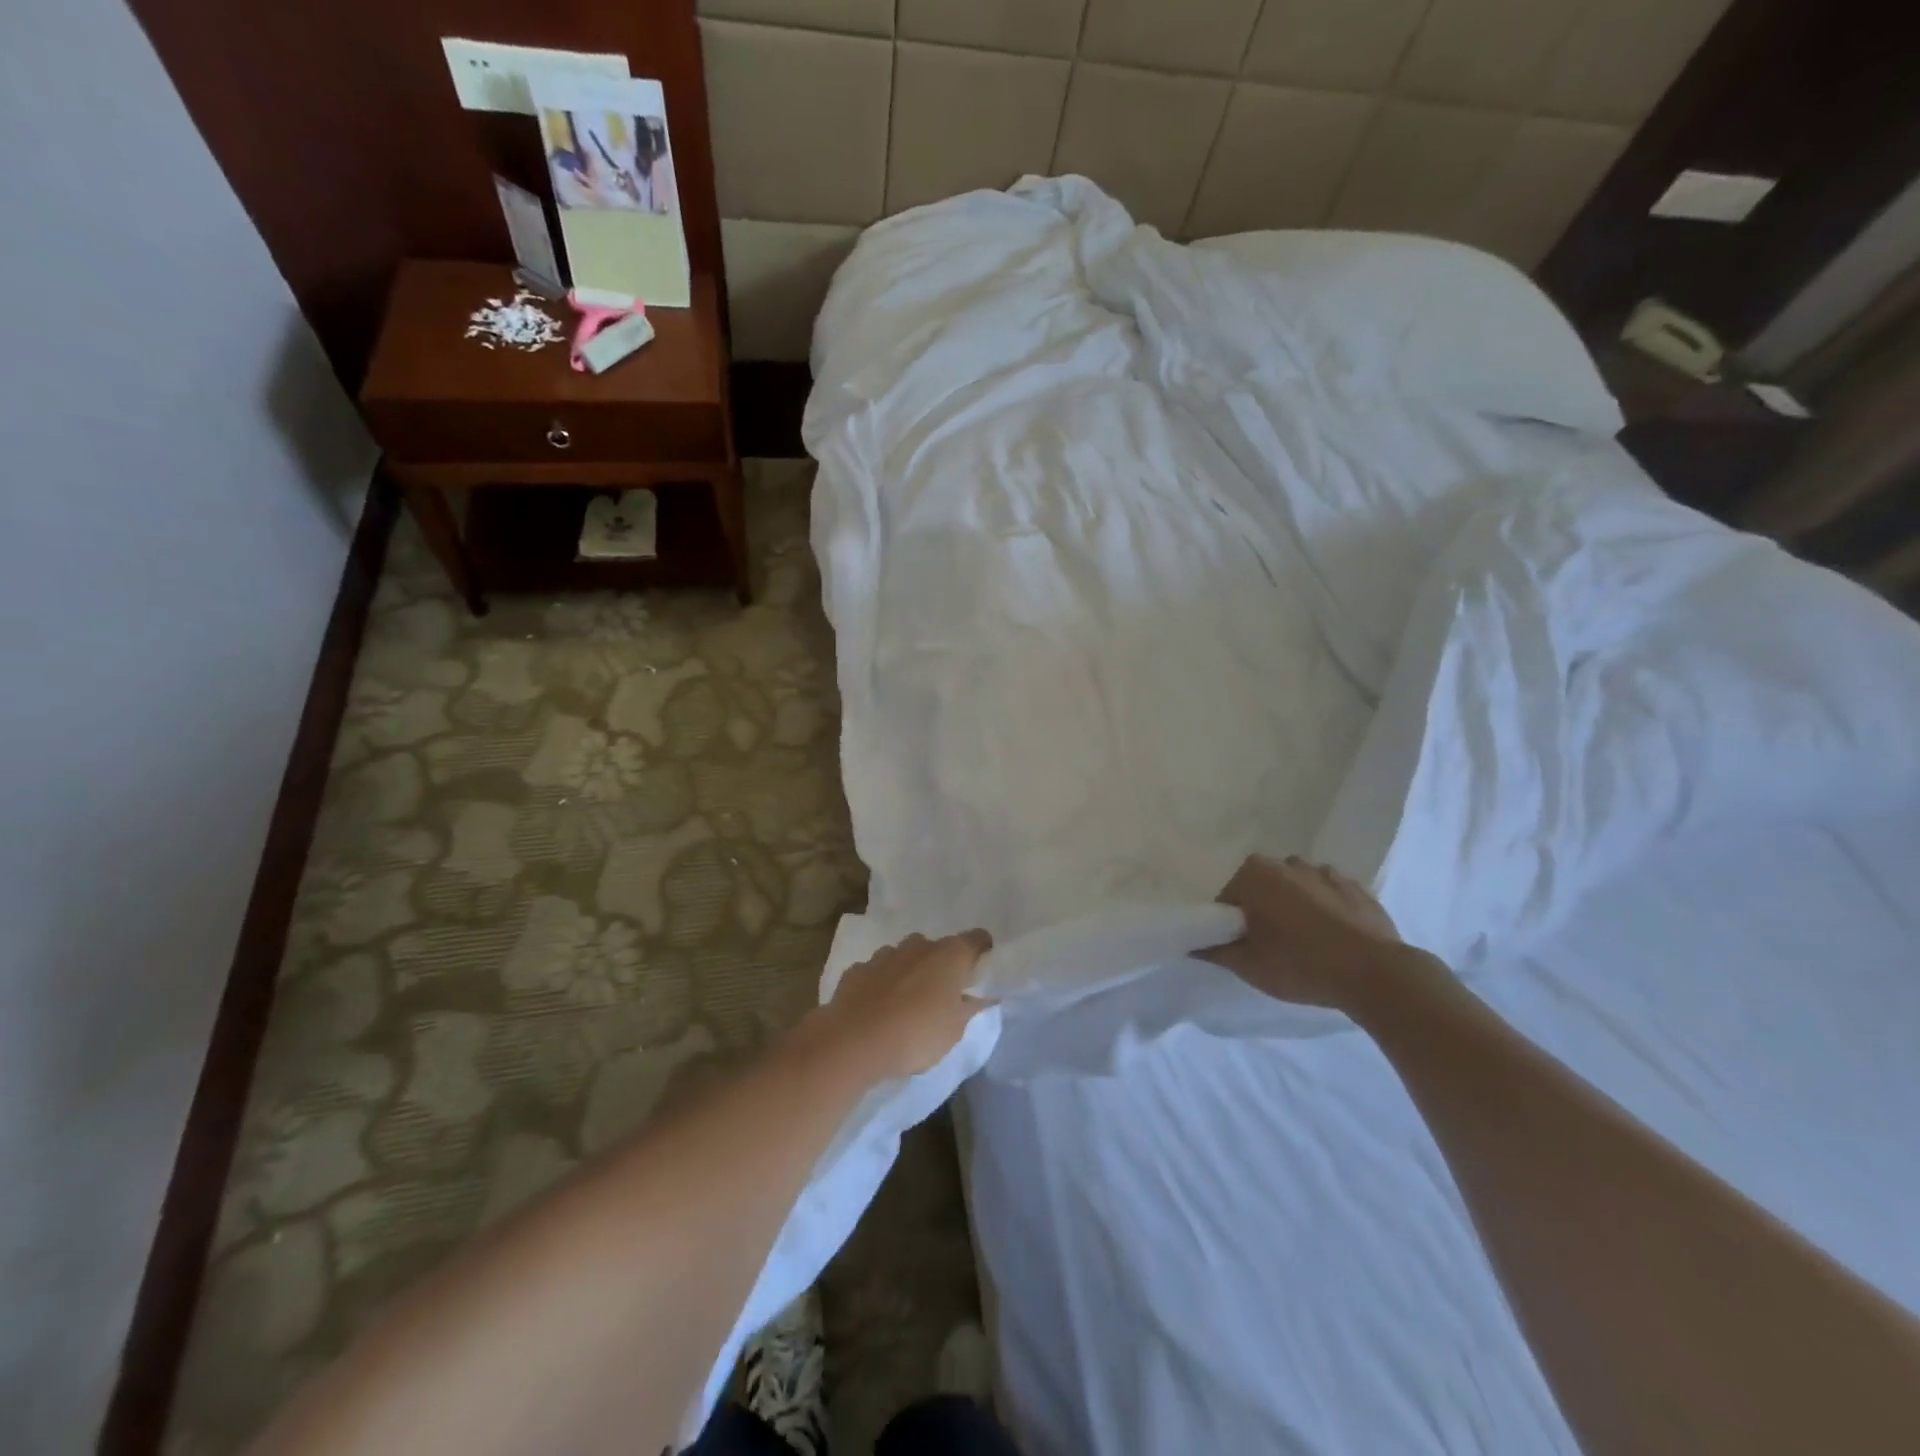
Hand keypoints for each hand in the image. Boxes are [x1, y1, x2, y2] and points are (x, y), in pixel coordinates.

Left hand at [810, 931, 993, 1080]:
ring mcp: (884, 955)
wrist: (854, 1042)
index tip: (982, 967)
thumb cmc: (916, 1034)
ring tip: (907, 1004)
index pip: (976, 939)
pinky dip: (882, 984)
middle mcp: (918, 946)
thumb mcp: (954, 1030)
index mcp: (949, 955)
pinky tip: (877, 1009)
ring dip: (909, 973)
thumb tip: (981, 997)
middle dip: (940, 966)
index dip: (981, 950)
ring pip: (904, 957)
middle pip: (937, 948)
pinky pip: (877, 972)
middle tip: (942, 995)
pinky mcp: (857, 969)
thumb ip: (969, 1009)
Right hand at [1203, 855, 1408, 1010]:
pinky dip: (1325, 908)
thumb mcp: (1247, 965)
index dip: (1228, 921)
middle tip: (1267, 944)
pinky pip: (1329, 894)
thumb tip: (1190, 943)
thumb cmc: (1299, 964)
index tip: (1237, 944)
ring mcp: (1325, 872)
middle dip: (1260, 908)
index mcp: (1253, 873)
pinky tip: (1331, 935)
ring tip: (1302, 940)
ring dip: (1293, 905)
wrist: (1375, 974)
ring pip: (1296, 886)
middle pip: (1261, 886)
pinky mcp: (1357, 887)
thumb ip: (1213, 950)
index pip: (1226, 895)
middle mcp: (1286, 862)